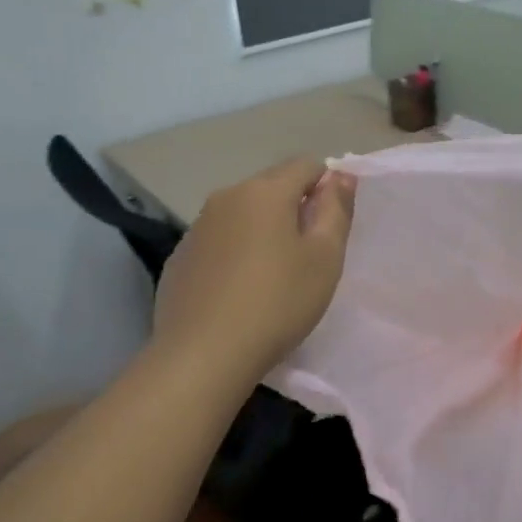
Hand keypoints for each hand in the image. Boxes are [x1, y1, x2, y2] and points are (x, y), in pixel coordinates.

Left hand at [152, 157, 356, 381]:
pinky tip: (240, 292)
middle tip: (309, 256)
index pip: (306, 165)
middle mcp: (226, 197)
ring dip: (264, 231)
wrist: (203, 356)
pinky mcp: (180, 258)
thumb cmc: (278, 302)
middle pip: (272, 187)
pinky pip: (219, 241)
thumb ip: (336, 210)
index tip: (332, 226)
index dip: (327, 187)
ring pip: (244, 214)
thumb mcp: (325, 257)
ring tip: (274, 276)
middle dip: (295, 209)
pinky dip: (236, 253)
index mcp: (265, 191)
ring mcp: (197, 228)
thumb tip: (341, 175)